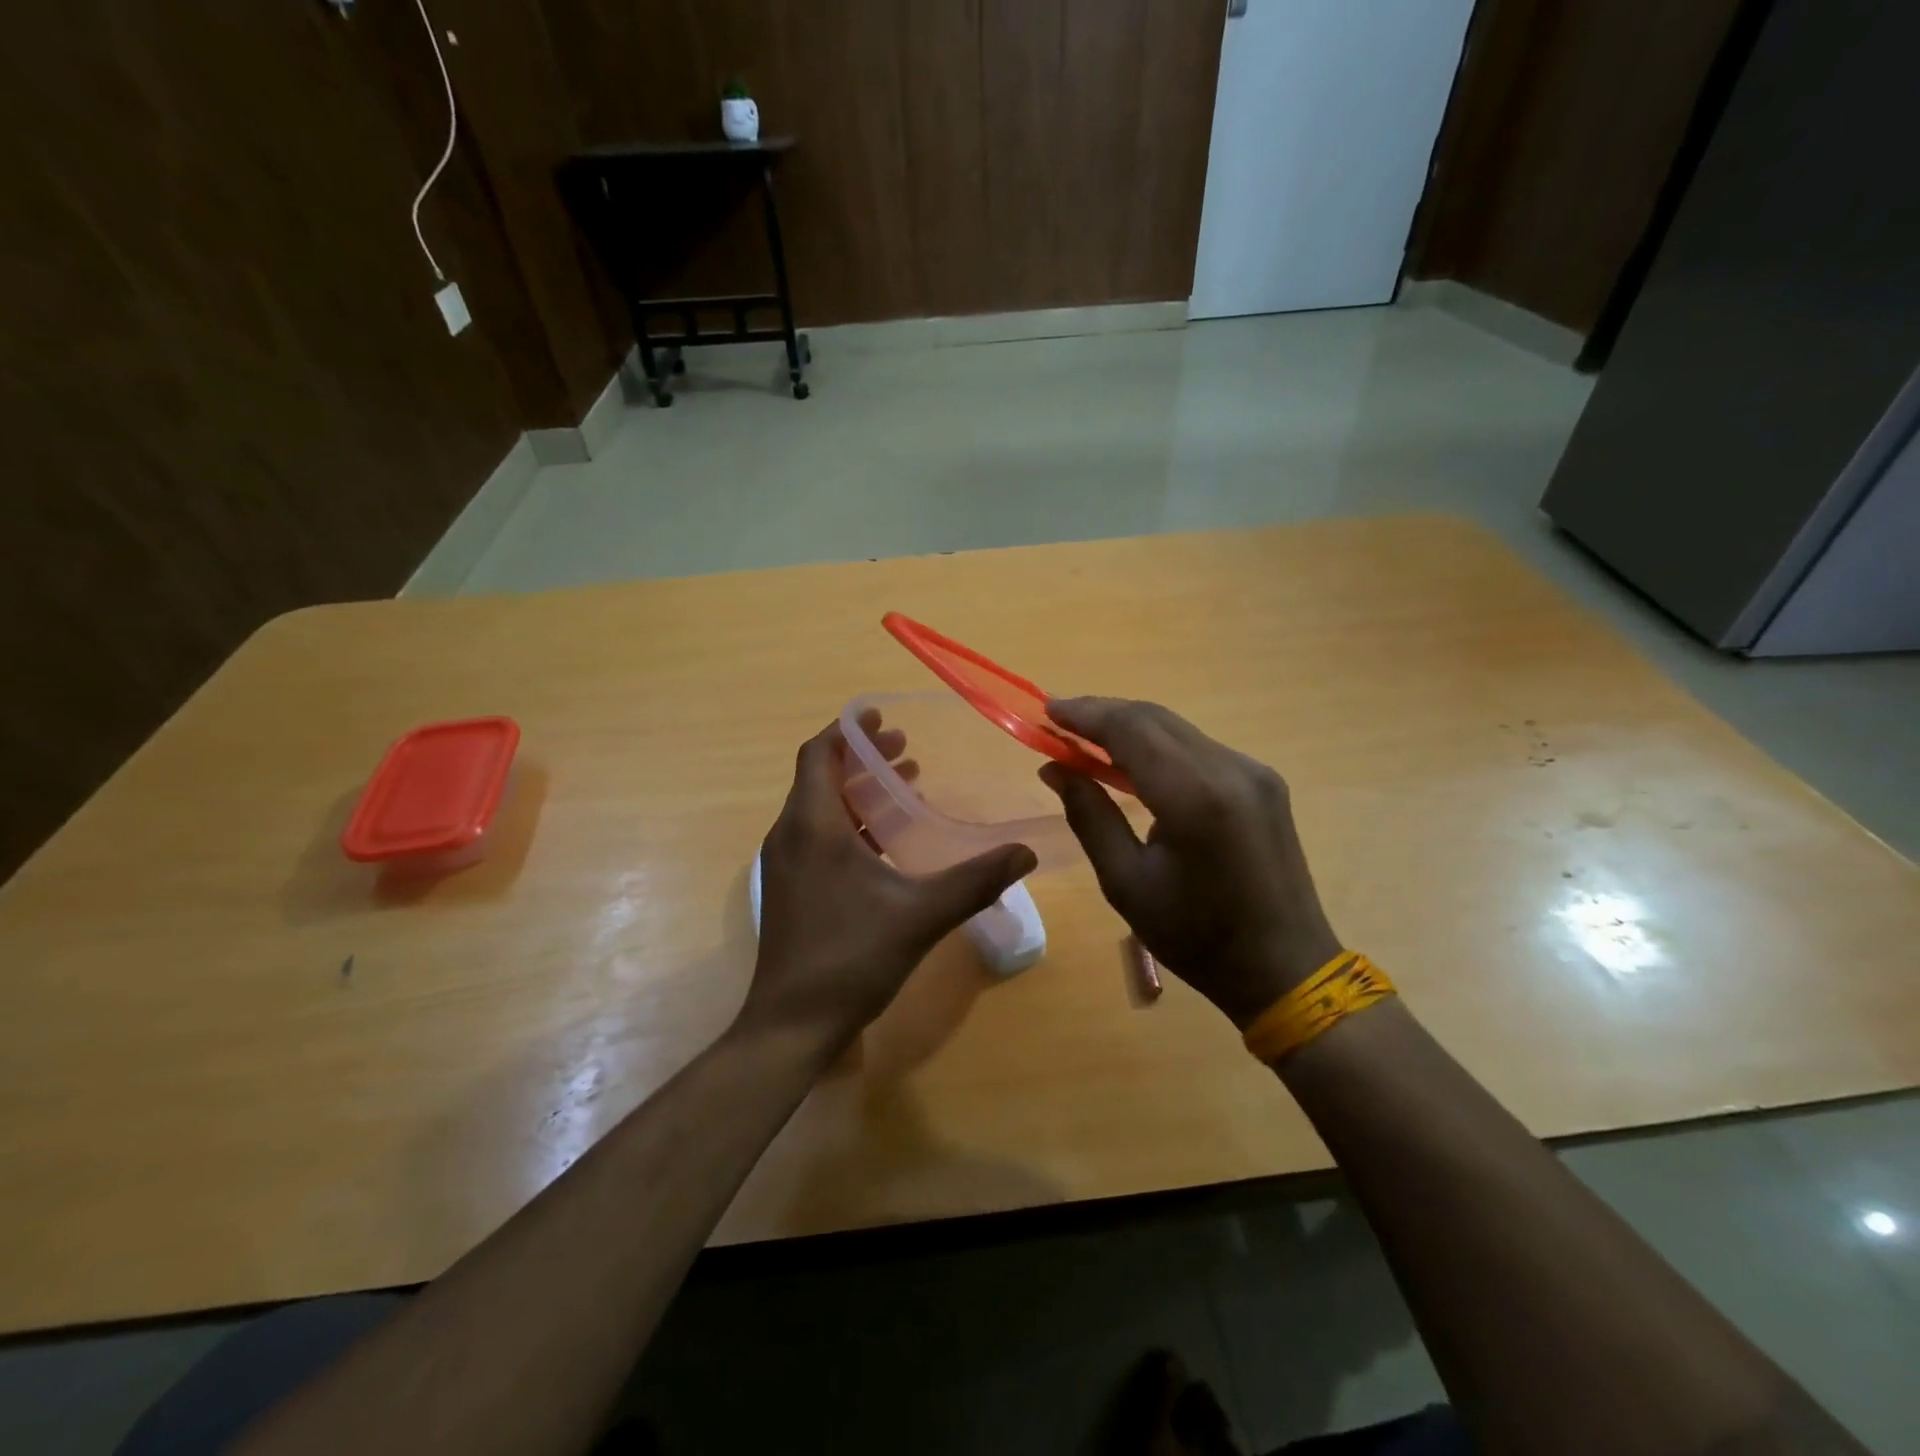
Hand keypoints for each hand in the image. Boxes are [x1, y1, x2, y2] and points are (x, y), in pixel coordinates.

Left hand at [741, 714, 1036, 1054]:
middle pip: (820, 777)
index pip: (819, 754)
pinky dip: (850, 822)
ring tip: (903, 784)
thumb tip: (1025, 852)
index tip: (881, 717)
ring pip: (819, 807)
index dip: (848, 730)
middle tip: (905, 749)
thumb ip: (975, 880)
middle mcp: (790, 835)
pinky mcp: (791, 888)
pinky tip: (886, 840)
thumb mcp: (921, 915)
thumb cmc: (850, 959)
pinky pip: (818, 835)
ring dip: (857, 790)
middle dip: (862, 758)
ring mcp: (786, 864)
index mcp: (813, 827)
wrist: (792, 1024)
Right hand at [1038, 698, 1342, 1028]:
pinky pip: (1198, 747)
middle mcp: (1230, 769)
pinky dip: (1158, 745)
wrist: (1285, 967)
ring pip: (1177, 729)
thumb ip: (1089, 816)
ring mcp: (1253, 771)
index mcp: (1194, 798)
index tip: (1047, 710)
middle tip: (1059, 722)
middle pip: (1155, 718)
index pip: (1131, 730)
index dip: (1086, 714)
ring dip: (1130, 727)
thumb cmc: (1196, 937)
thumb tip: (1055, 769)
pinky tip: (1133, 761)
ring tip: (1086, 739)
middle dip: (1103, 714)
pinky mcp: (1263, 781)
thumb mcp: (1126, 883)